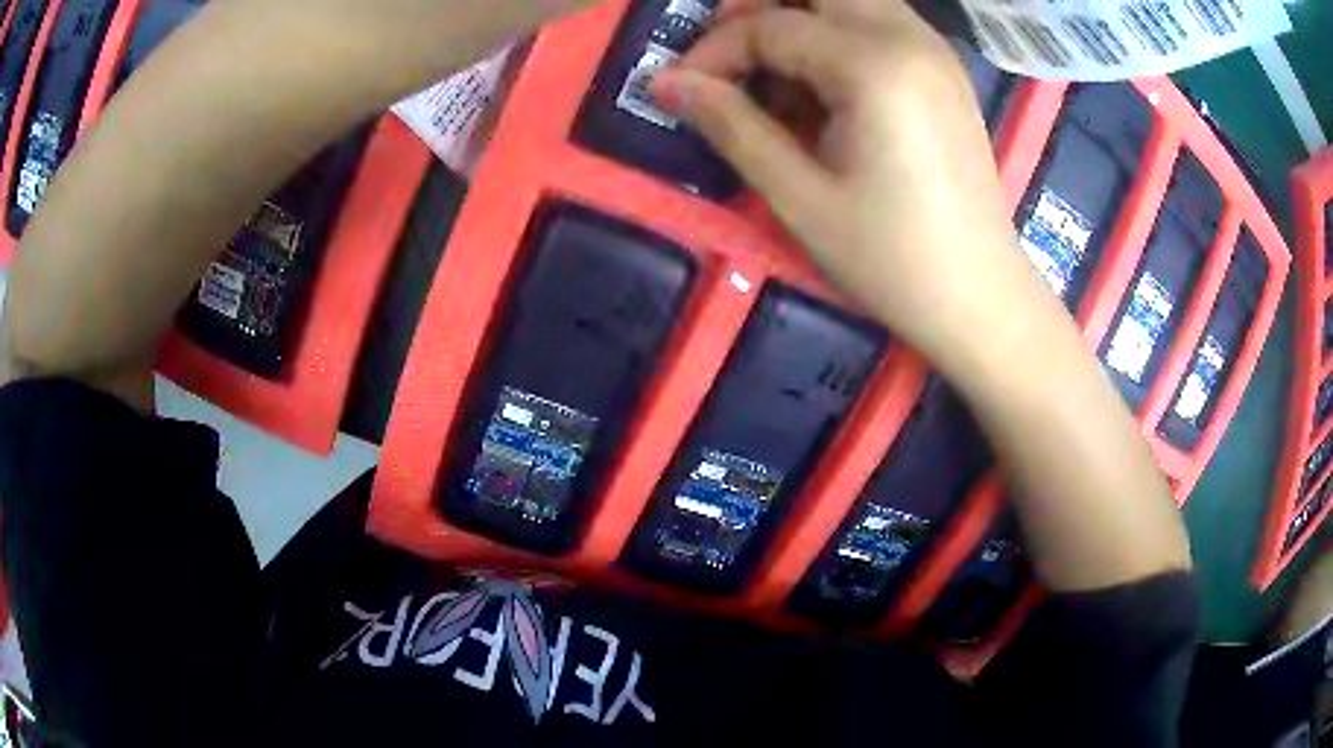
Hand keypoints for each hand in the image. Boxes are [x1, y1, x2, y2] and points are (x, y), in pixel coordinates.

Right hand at [652, 0, 1047, 363]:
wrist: (978, 296)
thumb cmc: (890, 258)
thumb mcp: (798, 196)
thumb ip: (730, 124)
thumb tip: (665, 81)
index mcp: (873, 65)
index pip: (770, 25)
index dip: (715, 51)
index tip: (682, 90)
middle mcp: (908, 36)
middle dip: (758, 11)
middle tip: (728, 59)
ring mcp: (934, 49)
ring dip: (799, 19)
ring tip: (774, 76)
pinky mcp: (944, 70)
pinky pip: (879, 21)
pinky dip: (837, 35)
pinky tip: (826, 88)